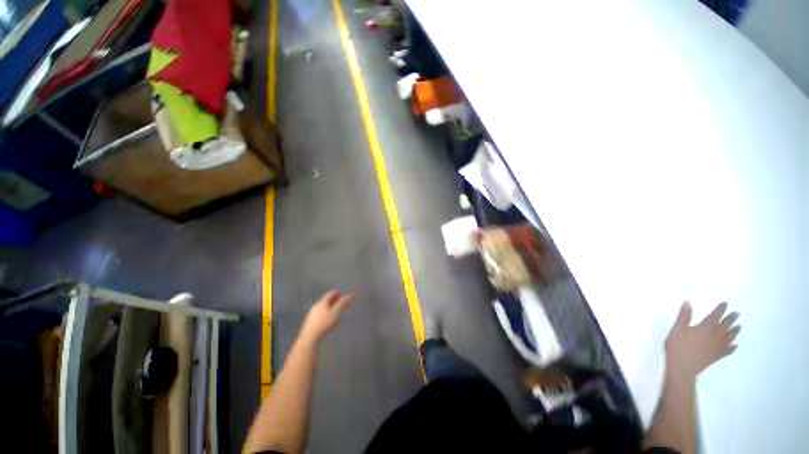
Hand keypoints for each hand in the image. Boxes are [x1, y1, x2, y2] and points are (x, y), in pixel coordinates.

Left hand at [299, 290, 355, 342]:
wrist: (309, 337)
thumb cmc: (325, 323)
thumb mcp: (336, 313)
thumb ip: (343, 304)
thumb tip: (351, 295)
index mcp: (322, 303)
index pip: (330, 294)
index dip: (336, 293)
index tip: (340, 293)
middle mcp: (316, 306)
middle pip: (325, 300)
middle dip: (332, 300)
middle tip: (338, 300)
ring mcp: (311, 314)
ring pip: (321, 307)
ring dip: (328, 307)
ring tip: (334, 309)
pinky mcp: (309, 322)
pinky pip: (319, 314)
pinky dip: (324, 313)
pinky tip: (326, 319)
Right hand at [665, 302, 740, 378]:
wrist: (682, 367)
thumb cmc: (678, 346)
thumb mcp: (677, 329)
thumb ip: (684, 316)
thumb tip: (688, 303)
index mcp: (705, 328)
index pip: (715, 316)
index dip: (720, 309)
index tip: (725, 304)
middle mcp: (715, 336)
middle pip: (725, 326)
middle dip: (731, 319)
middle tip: (737, 313)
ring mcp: (717, 347)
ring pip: (729, 338)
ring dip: (734, 332)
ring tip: (739, 327)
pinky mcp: (716, 356)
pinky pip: (727, 351)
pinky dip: (732, 348)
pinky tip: (734, 346)